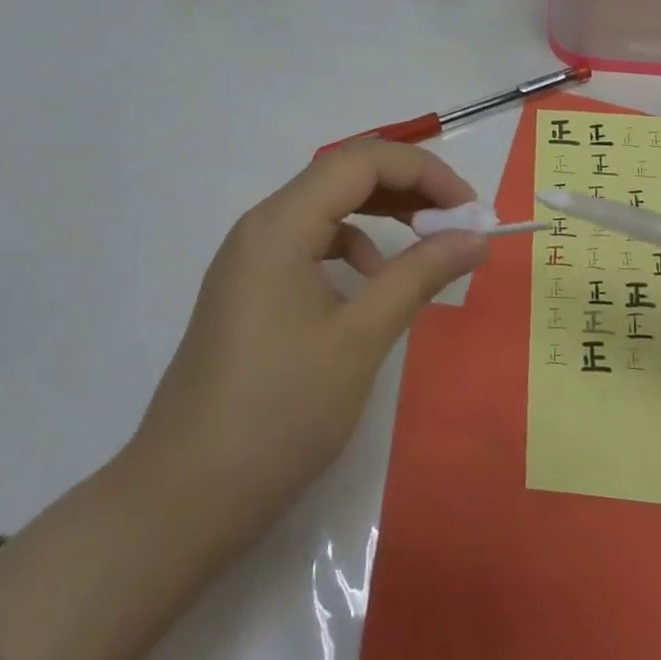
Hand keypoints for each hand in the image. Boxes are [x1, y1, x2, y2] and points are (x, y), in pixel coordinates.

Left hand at [131, 141, 489, 547]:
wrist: (184, 498)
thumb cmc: (278, 414)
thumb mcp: (360, 339)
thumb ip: (419, 276)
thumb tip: (476, 238)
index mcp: (281, 224)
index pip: (361, 161)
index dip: (423, 171)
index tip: (470, 208)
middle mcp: (261, 226)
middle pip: (342, 177)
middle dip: (406, 188)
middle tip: (459, 220)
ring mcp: (250, 258)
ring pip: (327, 209)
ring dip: (381, 214)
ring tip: (427, 243)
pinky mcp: (249, 289)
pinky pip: (310, 244)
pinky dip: (351, 248)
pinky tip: (373, 285)